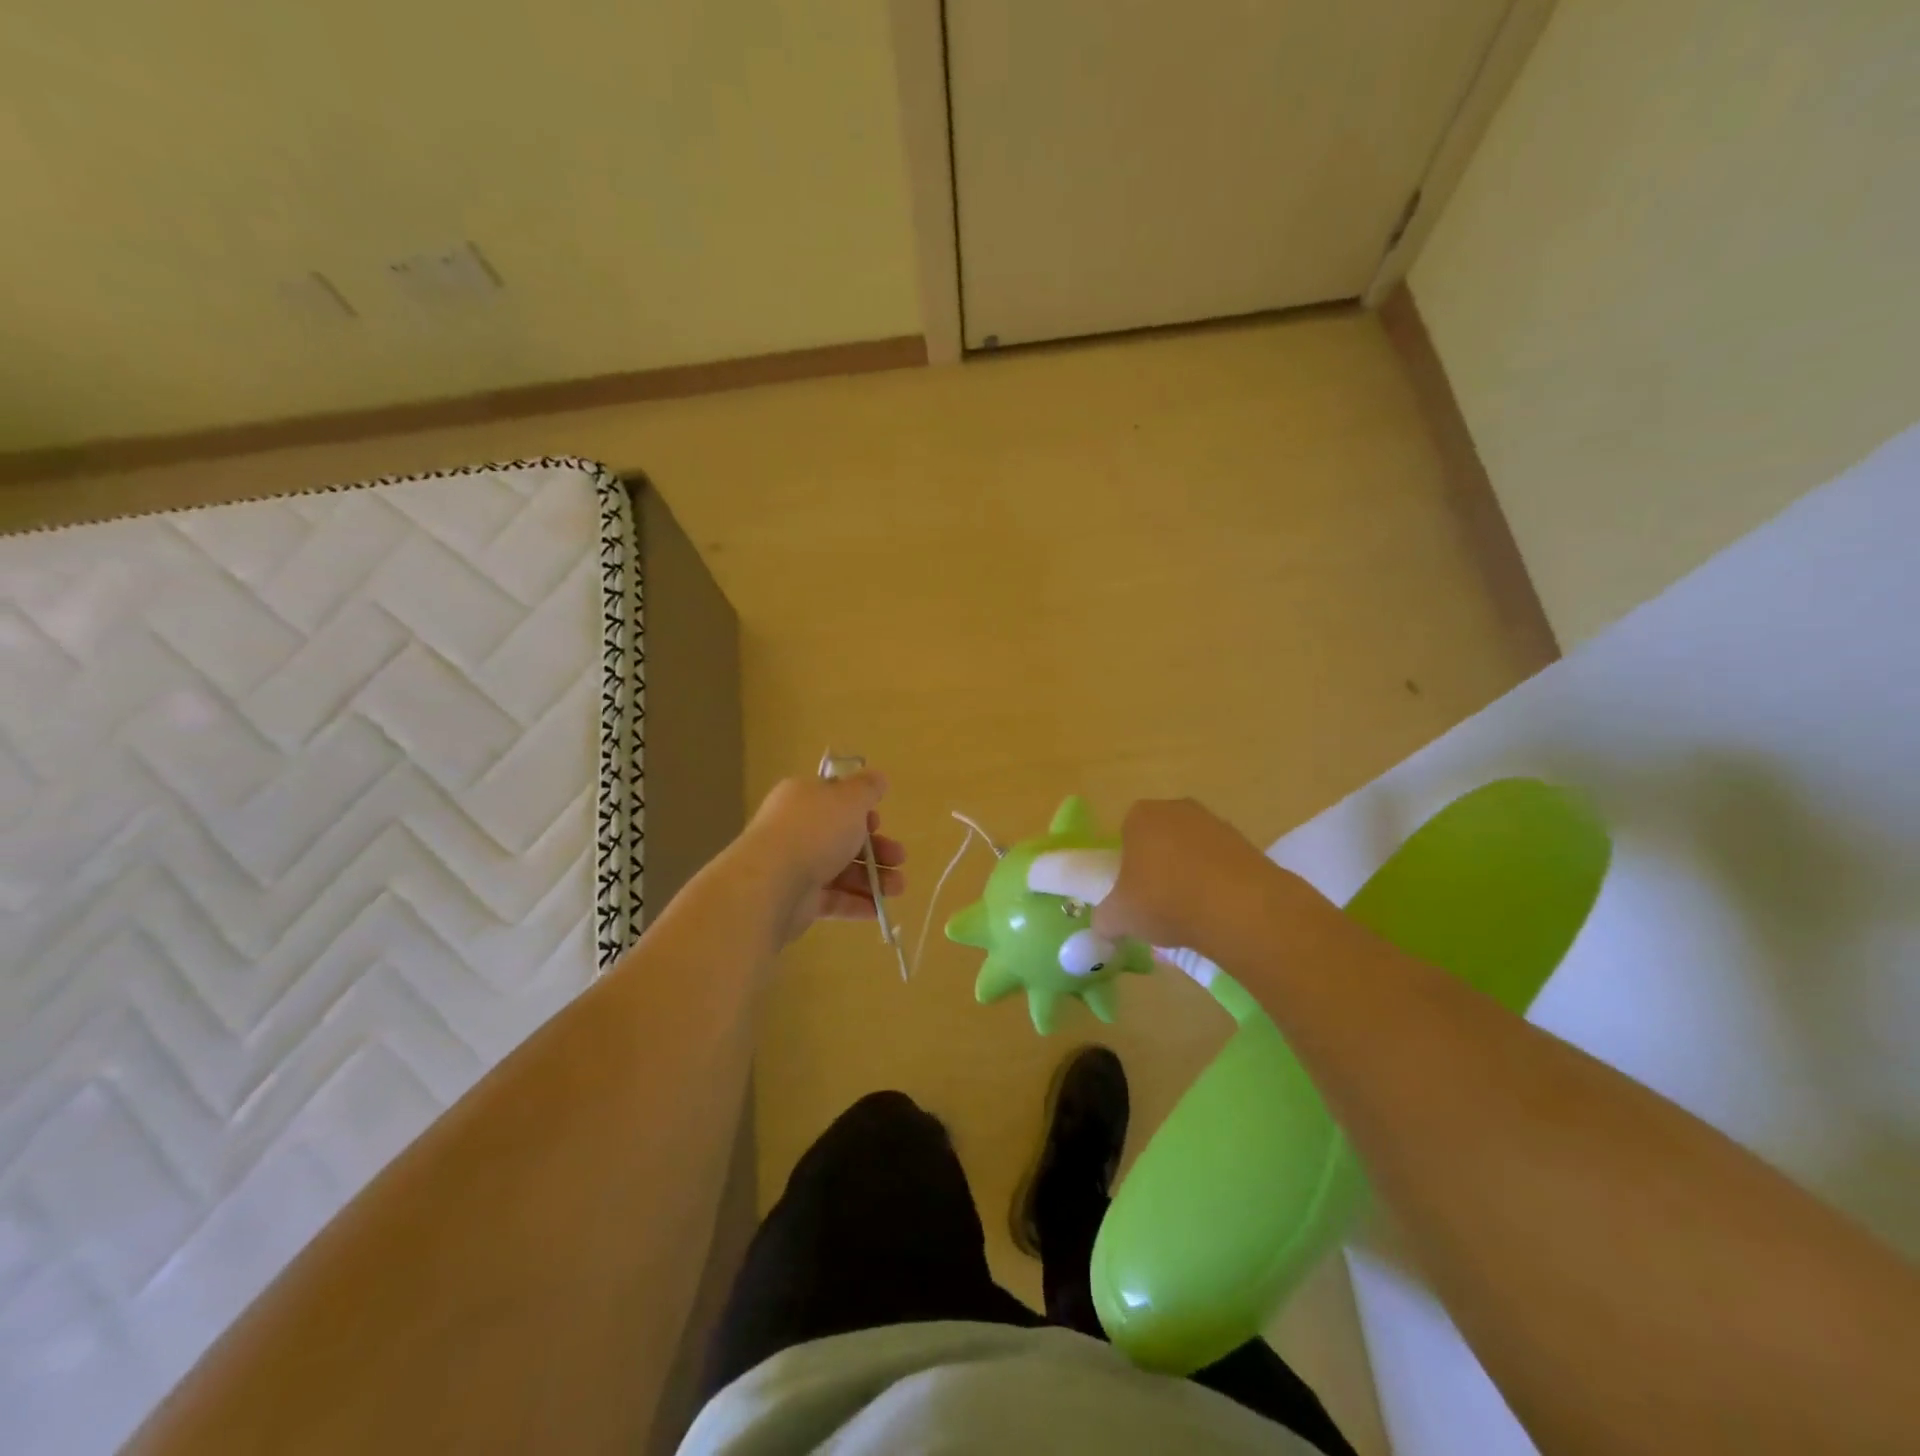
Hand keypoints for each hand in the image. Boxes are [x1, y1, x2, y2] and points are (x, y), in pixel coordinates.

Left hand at [736, 771, 905, 945]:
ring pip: (842, 871)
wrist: (772, 884)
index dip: (861, 811)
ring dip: (874, 879)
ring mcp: (796, 866)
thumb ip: (867, 788)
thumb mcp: (849, 799)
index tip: (879, 822)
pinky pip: (833, 899)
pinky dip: (857, 903)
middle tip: (900, 858)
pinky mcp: (798, 900)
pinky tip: (879, 910)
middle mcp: (797, 830)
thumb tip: (877, 777)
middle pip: (843, 838)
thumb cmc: (814, 831)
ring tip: (898, 888)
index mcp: (804, 799)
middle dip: (877, 849)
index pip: (835, 801)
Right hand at [1092, 798, 1283, 954]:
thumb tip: (1104, 927)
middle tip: (1157, 904)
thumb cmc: (1163, 900)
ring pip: (1192, 852)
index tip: (1131, 893)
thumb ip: (1104, 920)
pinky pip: (1221, 865)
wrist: (1238, 908)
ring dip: (1189, 876)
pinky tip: (1216, 913)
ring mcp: (1216, 824)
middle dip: (1158, 867)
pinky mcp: (1247, 845)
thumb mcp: (1118, 917)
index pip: (1126, 834)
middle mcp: (1177, 809)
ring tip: (1189, 915)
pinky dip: (1217, 885)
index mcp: (1141, 816)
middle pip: (1160, 839)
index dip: (1126, 864)